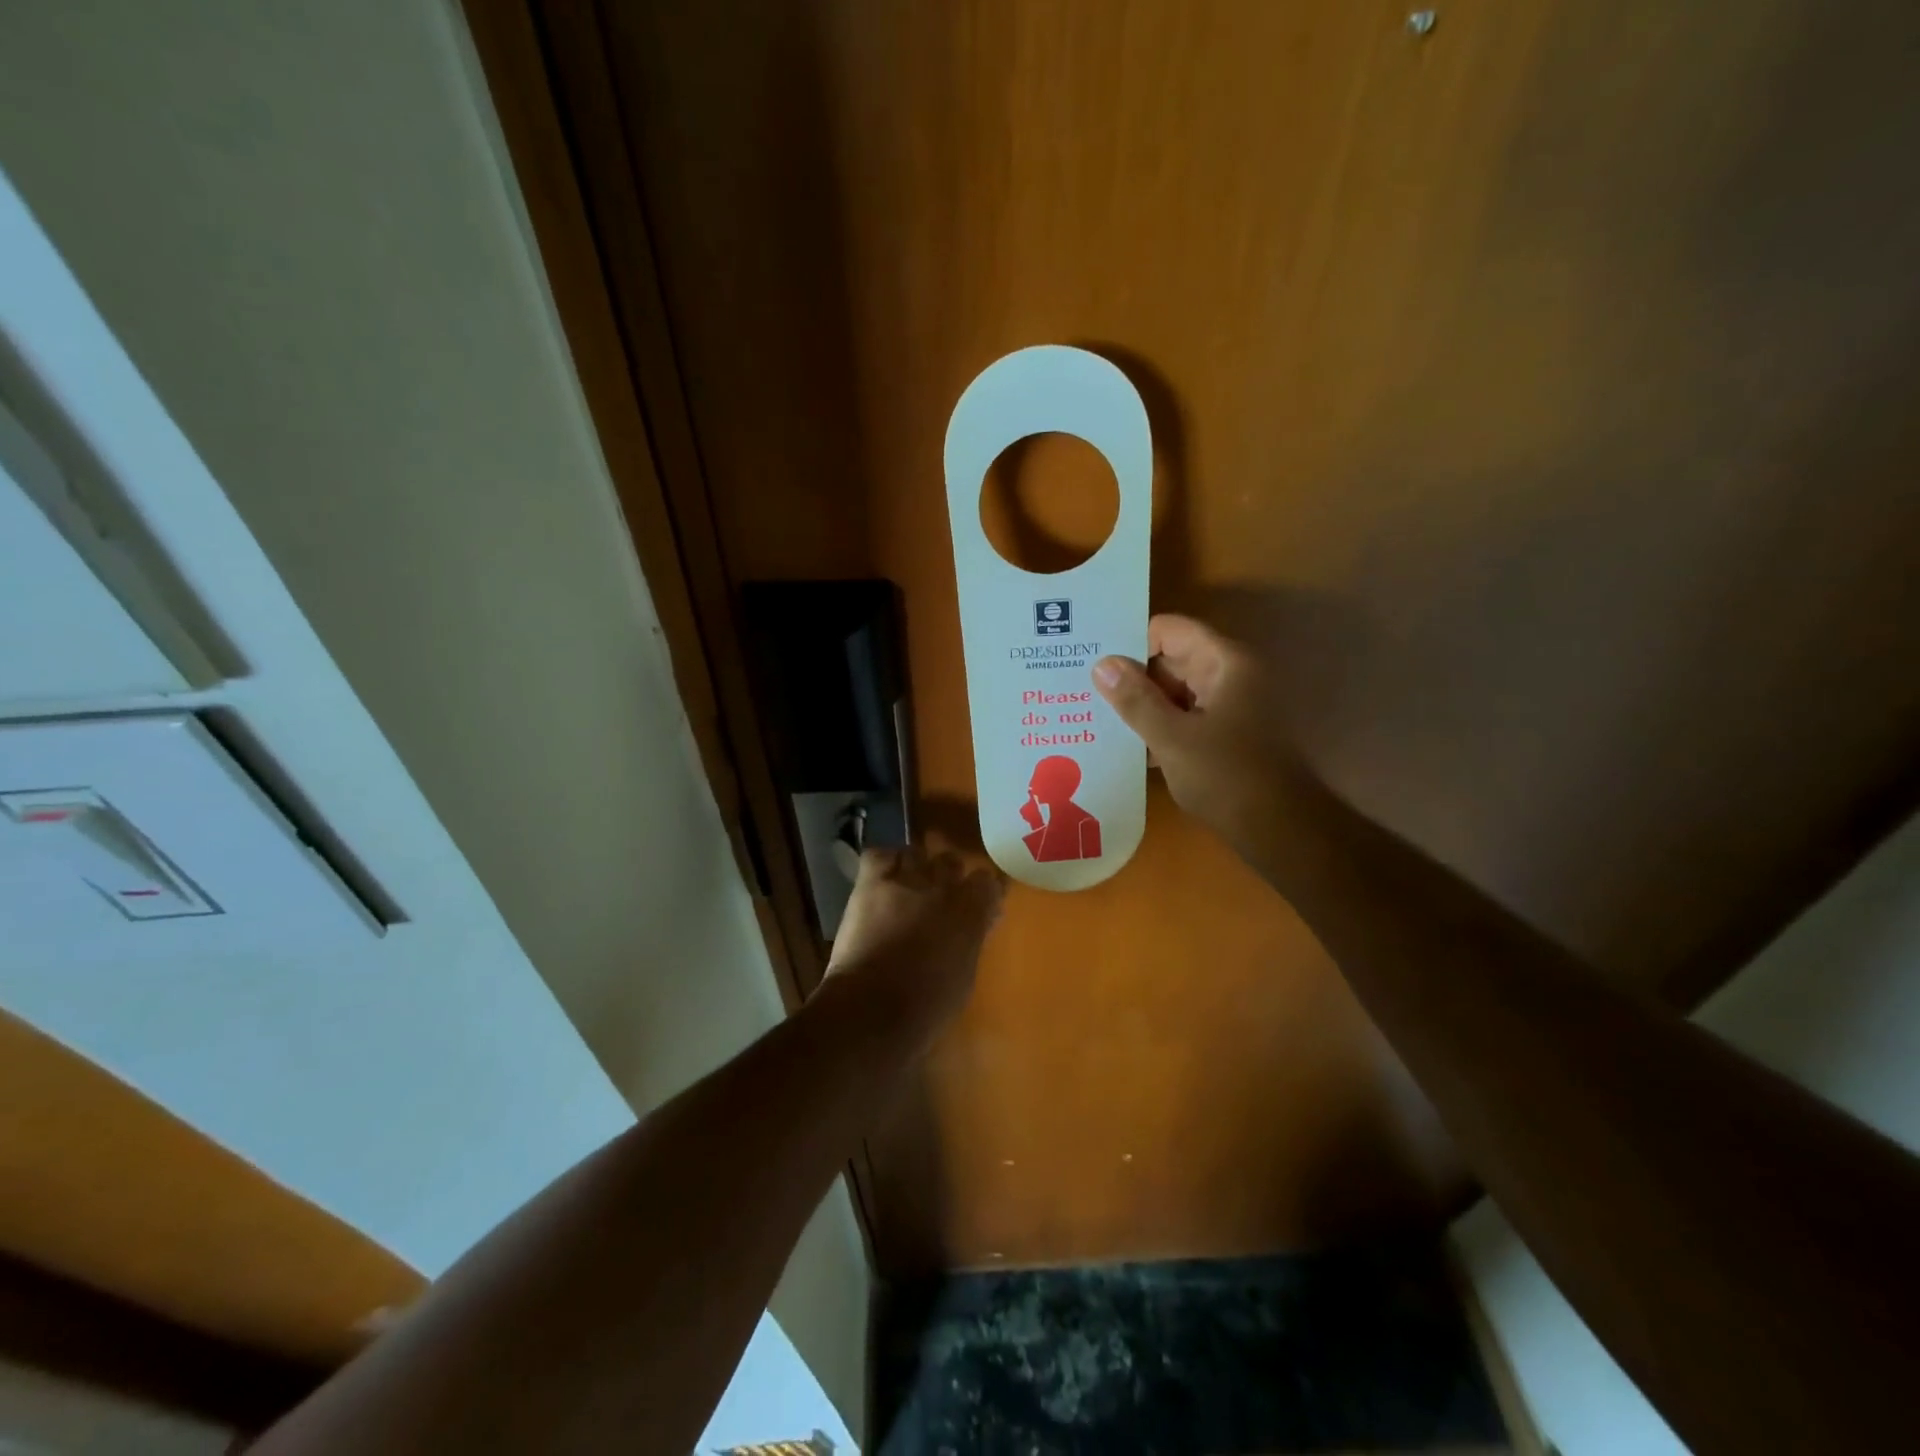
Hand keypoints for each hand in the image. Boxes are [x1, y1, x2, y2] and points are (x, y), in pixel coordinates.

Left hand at [824, 845, 1004, 1047]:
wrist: (874, 1010)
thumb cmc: (928, 1007)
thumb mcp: (965, 975)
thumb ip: (972, 941)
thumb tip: (977, 926)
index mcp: (972, 913)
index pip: (989, 882)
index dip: (982, 892)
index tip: (979, 905)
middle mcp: (943, 888)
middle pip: (952, 862)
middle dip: (948, 877)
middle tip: (939, 899)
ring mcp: (906, 881)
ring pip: (917, 854)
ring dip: (916, 869)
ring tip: (907, 887)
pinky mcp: (871, 884)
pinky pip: (879, 857)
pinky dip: (883, 863)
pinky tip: (882, 878)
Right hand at [1093, 614, 1297, 865]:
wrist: (1280, 831)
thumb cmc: (1228, 777)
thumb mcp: (1172, 738)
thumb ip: (1135, 699)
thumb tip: (1102, 664)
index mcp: (1225, 663)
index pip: (1169, 630)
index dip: (1132, 642)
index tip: (1094, 661)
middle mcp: (1229, 676)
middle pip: (1170, 658)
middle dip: (1130, 674)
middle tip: (1083, 688)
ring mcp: (1229, 706)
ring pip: (1174, 691)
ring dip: (1141, 703)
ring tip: (1092, 714)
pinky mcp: (1224, 735)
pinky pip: (1183, 716)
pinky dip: (1157, 724)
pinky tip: (1123, 742)